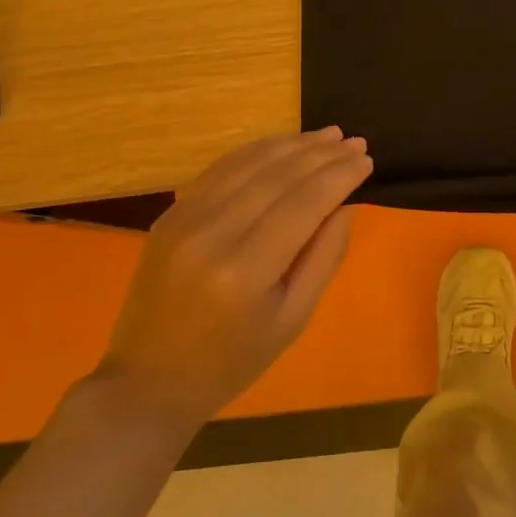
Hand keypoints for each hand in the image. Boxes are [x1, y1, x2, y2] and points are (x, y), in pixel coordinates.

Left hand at [94, 127, 371, 432]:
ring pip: (249, 163)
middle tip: (355, 142)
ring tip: (328, 135)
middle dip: (322, 154)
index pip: (304, 204)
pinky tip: (284, 145)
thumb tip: (346, 203)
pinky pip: (222, 169)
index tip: (368, 160)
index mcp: (245, 272)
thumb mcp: (293, 321)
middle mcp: (212, 234)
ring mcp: (184, 219)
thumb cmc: (231, 362)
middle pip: (278, 176)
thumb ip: (324, 258)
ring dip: (293, 144)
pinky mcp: (171, 213)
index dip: (339, 177)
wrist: (147, 381)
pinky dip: (258, 152)